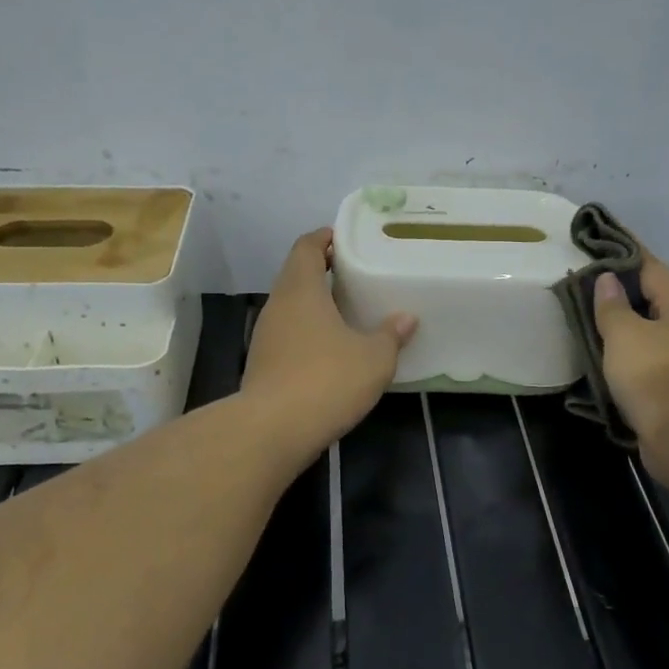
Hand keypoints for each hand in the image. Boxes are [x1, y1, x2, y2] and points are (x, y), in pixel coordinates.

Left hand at [242, 229, 417, 460]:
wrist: (273, 430)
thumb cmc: (327, 380)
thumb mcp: (373, 358)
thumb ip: (389, 335)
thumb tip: (406, 318)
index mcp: (300, 290)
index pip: (306, 247)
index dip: (324, 238)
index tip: (344, 238)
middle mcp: (278, 306)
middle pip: (295, 275)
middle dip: (321, 271)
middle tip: (353, 274)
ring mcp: (265, 336)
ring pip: (290, 307)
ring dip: (313, 304)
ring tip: (345, 311)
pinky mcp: (262, 365)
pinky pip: (287, 336)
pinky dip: (306, 333)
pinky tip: (328, 350)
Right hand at [592, 255, 668, 481]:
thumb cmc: (659, 380)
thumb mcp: (625, 337)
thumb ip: (612, 306)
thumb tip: (607, 279)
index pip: (649, 265)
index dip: (620, 254)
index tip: (593, 245)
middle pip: (654, 297)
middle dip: (620, 292)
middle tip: (581, 286)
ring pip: (654, 330)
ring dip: (626, 326)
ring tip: (590, 320)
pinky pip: (655, 357)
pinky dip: (633, 353)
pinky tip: (610, 357)